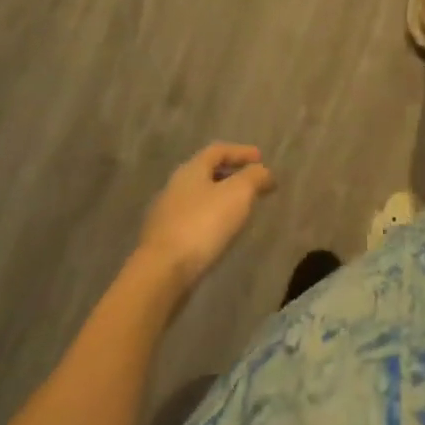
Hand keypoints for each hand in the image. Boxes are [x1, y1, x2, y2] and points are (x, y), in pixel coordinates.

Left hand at [136, 143, 275, 291]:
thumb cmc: (202, 225)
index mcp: (191, 169)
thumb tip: (264, 172)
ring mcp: (165, 215)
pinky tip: (219, 235)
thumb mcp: (238, 194)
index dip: (241, 152)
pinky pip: (192, 221)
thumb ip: (254, 177)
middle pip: (206, 173)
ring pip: (199, 198)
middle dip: (231, 176)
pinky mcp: (162, 242)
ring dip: (220, 200)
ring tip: (239, 212)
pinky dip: (209, 221)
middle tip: (252, 185)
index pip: (218, 150)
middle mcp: (175, 186)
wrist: (160, 274)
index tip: (261, 159)